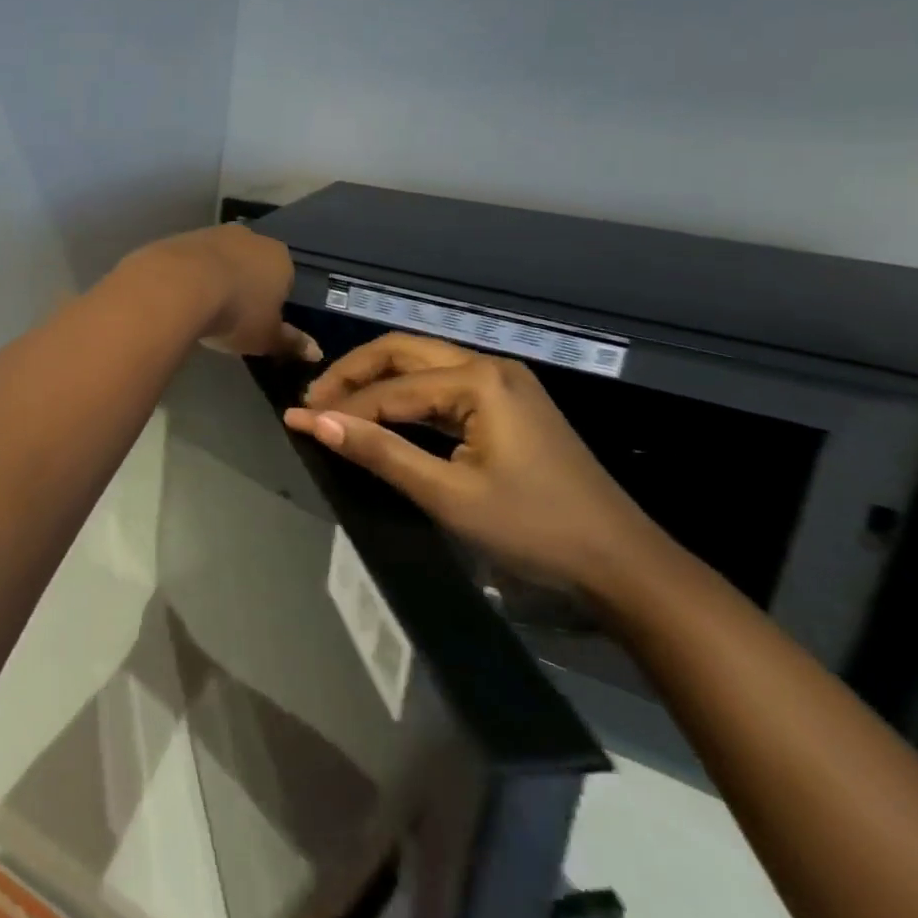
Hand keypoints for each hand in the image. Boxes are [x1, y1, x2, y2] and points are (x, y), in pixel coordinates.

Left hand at [119, 225, 319, 361]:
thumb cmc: (236, 313)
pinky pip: (194, 259)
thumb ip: (290, 343)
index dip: (273, 300)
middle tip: (231, 314)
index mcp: (280, 258)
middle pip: (253, 263)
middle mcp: (251, 237)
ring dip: (216, 276)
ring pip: (222, 257)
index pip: (285, 278)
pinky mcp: (183, 236)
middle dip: (245, 284)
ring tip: (204, 306)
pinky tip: (181, 294)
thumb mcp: (266, 337)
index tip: (259, 320)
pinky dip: (191, 273)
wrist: (179, 285)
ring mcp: (215, 233)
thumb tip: (316, 352)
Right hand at [284, 334, 666, 597]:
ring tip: (336, 406)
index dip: (339, 406)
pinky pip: (442, 385)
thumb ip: (380, 453)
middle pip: (402, 352)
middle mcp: (488, 366)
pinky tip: (382, 415)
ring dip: (377, 381)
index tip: (294, 420)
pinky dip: (405, 396)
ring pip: (421, 364)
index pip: (390, 388)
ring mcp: (503, 382)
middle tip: (313, 402)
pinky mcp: (508, 404)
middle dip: (353, 374)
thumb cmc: (534, 529)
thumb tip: (314, 423)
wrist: (622, 564)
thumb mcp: (448, 495)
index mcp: (478, 381)